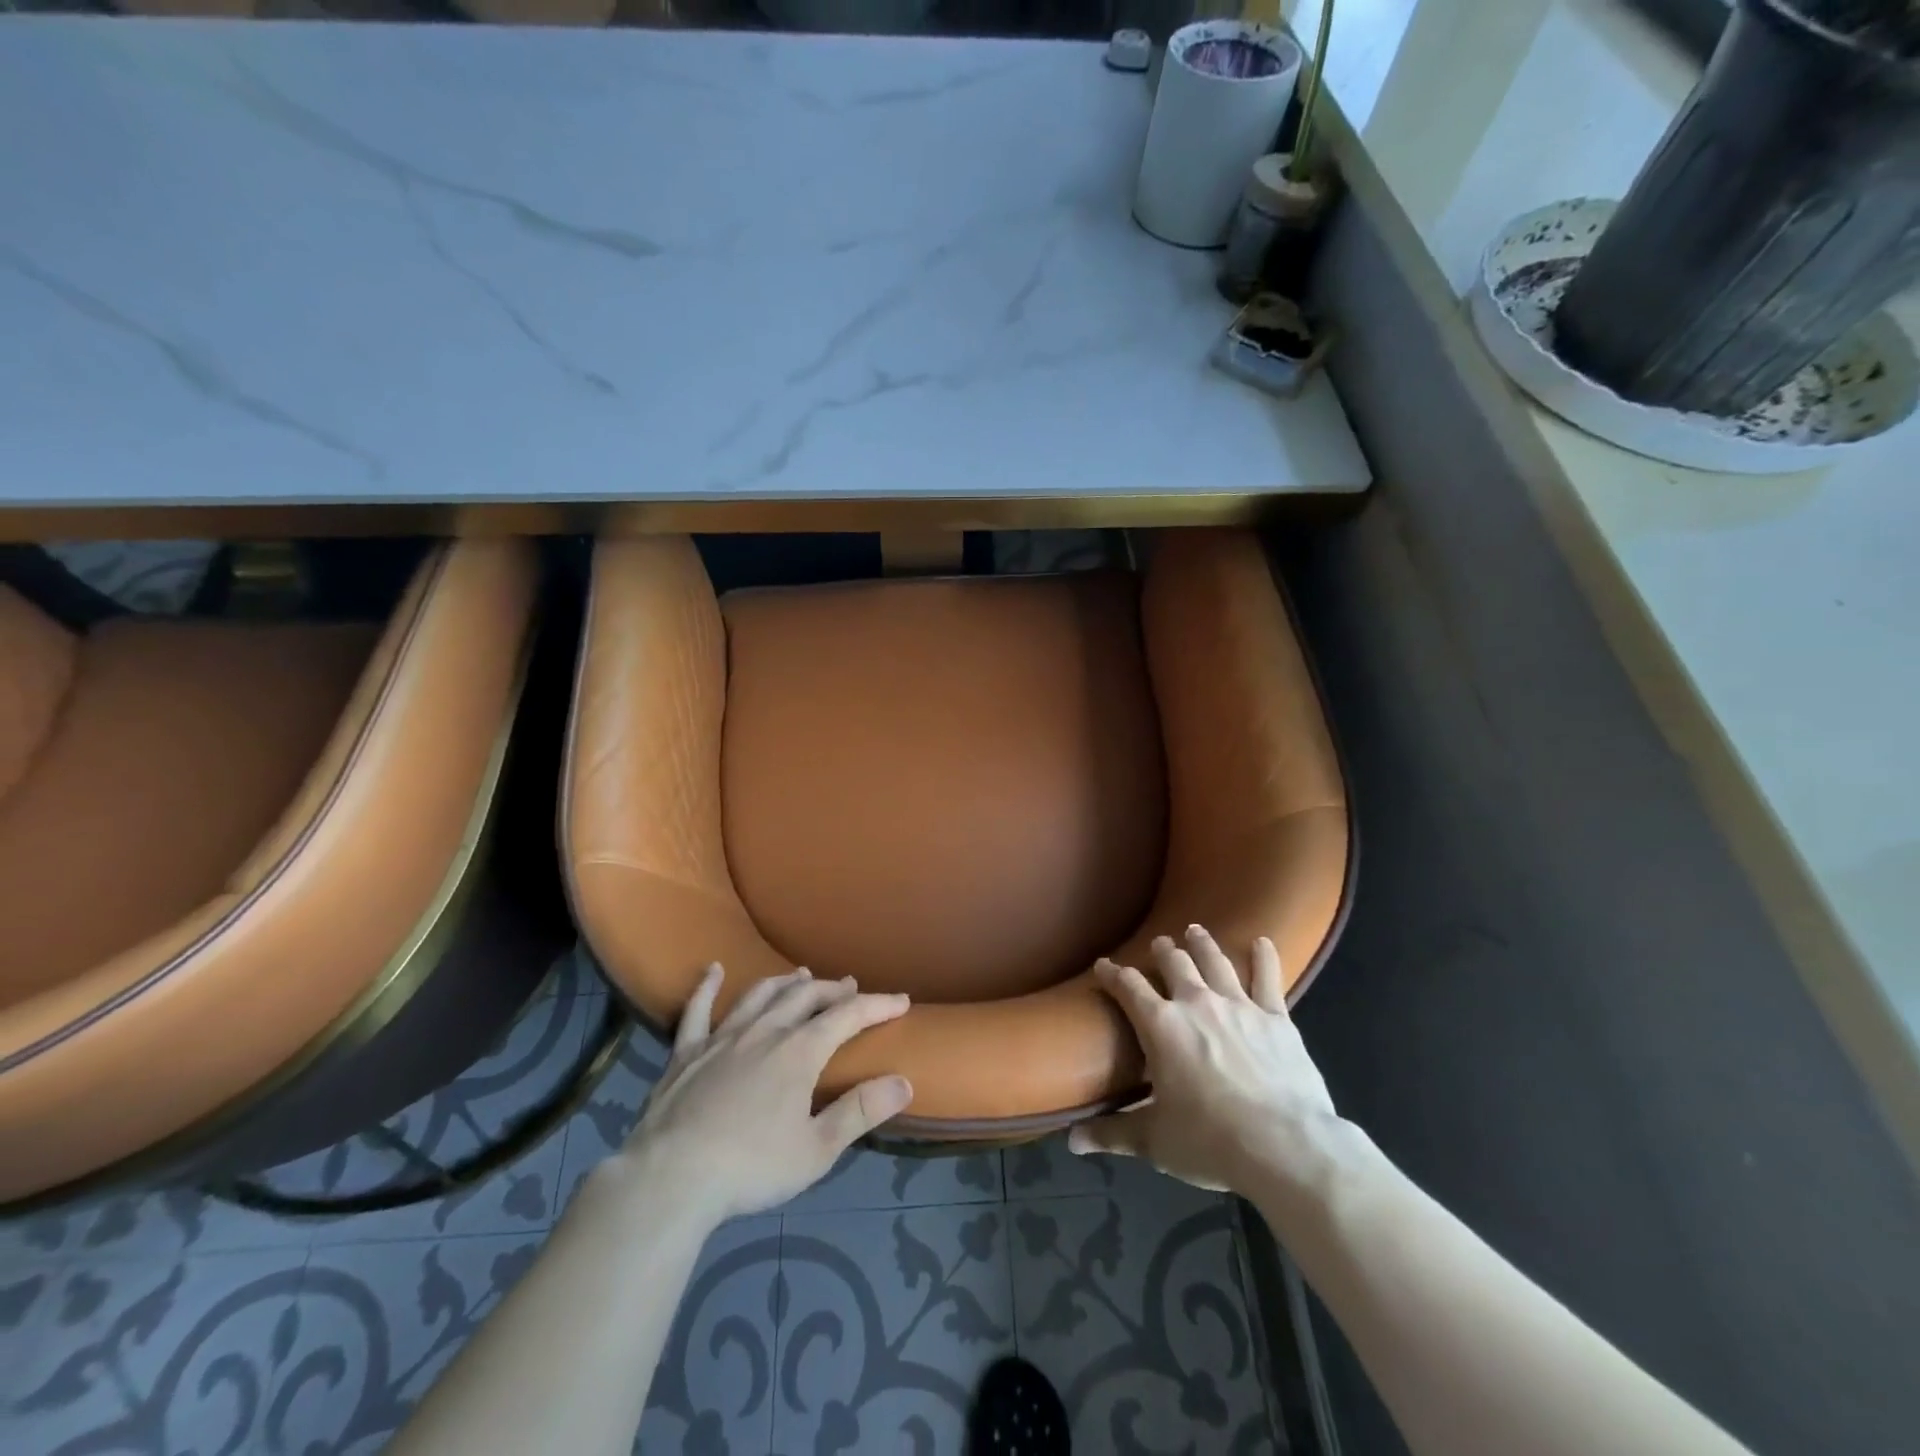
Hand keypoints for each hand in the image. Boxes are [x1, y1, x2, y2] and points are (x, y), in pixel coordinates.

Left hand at [618, 965, 913, 1221]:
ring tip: (802, 974)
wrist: (670, 1179)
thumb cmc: (751, 1168)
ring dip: (785, 983)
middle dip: (832, 989)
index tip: (901, 1000)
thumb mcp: (817, 1149)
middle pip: (805, 997)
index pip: (848, 1016)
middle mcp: (764, 1032)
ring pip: (760, 995)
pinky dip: (707, 987)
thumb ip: (860, 1111)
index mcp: (799, 1052)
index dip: (877, 1005)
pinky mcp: (685, 1053)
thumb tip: (904, 1082)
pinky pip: (697, 1010)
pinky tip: (713, 970)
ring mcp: (721, 1038)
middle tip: (850, 986)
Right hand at [1070, 926, 1344, 1195]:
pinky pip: (1268, 978)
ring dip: (1203, 944)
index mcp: (1161, 1026)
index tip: (1103, 965)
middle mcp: (1196, 1003)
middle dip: (1163, 951)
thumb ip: (1112, 1133)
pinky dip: (1264, 957)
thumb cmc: (1211, 1141)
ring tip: (1195, 930)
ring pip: (1216, 961)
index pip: (1128, 987)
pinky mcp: (1276, 1018)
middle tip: (1159, 944)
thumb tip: (1071, 1141)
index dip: (1112, 973)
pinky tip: (1262, 941)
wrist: (1286, 1146)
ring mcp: (1239, 1006)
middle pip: (1174, 963)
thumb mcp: (1154, 1141)